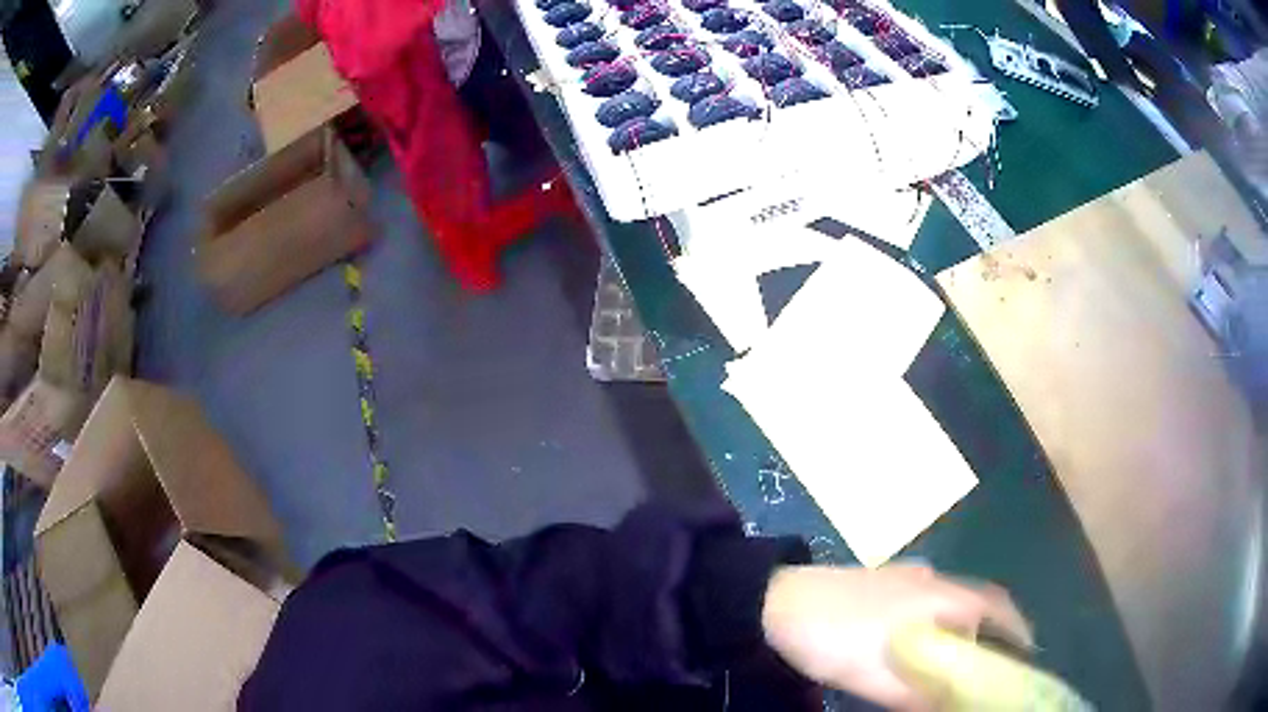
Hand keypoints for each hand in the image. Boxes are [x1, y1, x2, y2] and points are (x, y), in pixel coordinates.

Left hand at [760, 564, 1031, 709]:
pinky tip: (921, 638)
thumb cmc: (838, 639)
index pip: (997, 609)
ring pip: (953, 599)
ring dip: (964, 624)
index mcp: (944, 596)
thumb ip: (921, 698)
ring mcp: (908, 576)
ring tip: (963, 655)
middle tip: (996, 661)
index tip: (1027, 653)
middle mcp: (935, 579)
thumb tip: (954, 709)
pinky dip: (938, 618)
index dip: (1017, 630)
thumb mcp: (880, 680)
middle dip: (992, 629)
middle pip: (979, 602)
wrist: (780, 602)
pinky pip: (928, 599)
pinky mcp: (885, 580)